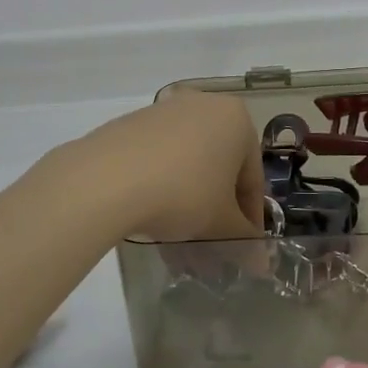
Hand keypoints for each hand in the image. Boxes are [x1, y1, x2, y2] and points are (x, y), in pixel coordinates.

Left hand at [59, 91, 264, 242]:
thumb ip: (244, 239)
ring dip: (189, 200)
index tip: (243, 247)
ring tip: (178, 238)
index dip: (250, 217)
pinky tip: (151, 215)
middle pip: (219, 166)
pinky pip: (158, 157)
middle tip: (210, 245)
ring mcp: (164, 110)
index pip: (252, 177)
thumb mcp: (221, 224)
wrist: (107, 179)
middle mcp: (203, 105)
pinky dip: (162, 185)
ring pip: (188, 163)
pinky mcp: (131, 122)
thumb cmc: (184, 193)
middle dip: (216, 208)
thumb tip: (260, 262)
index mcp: (235, 119)